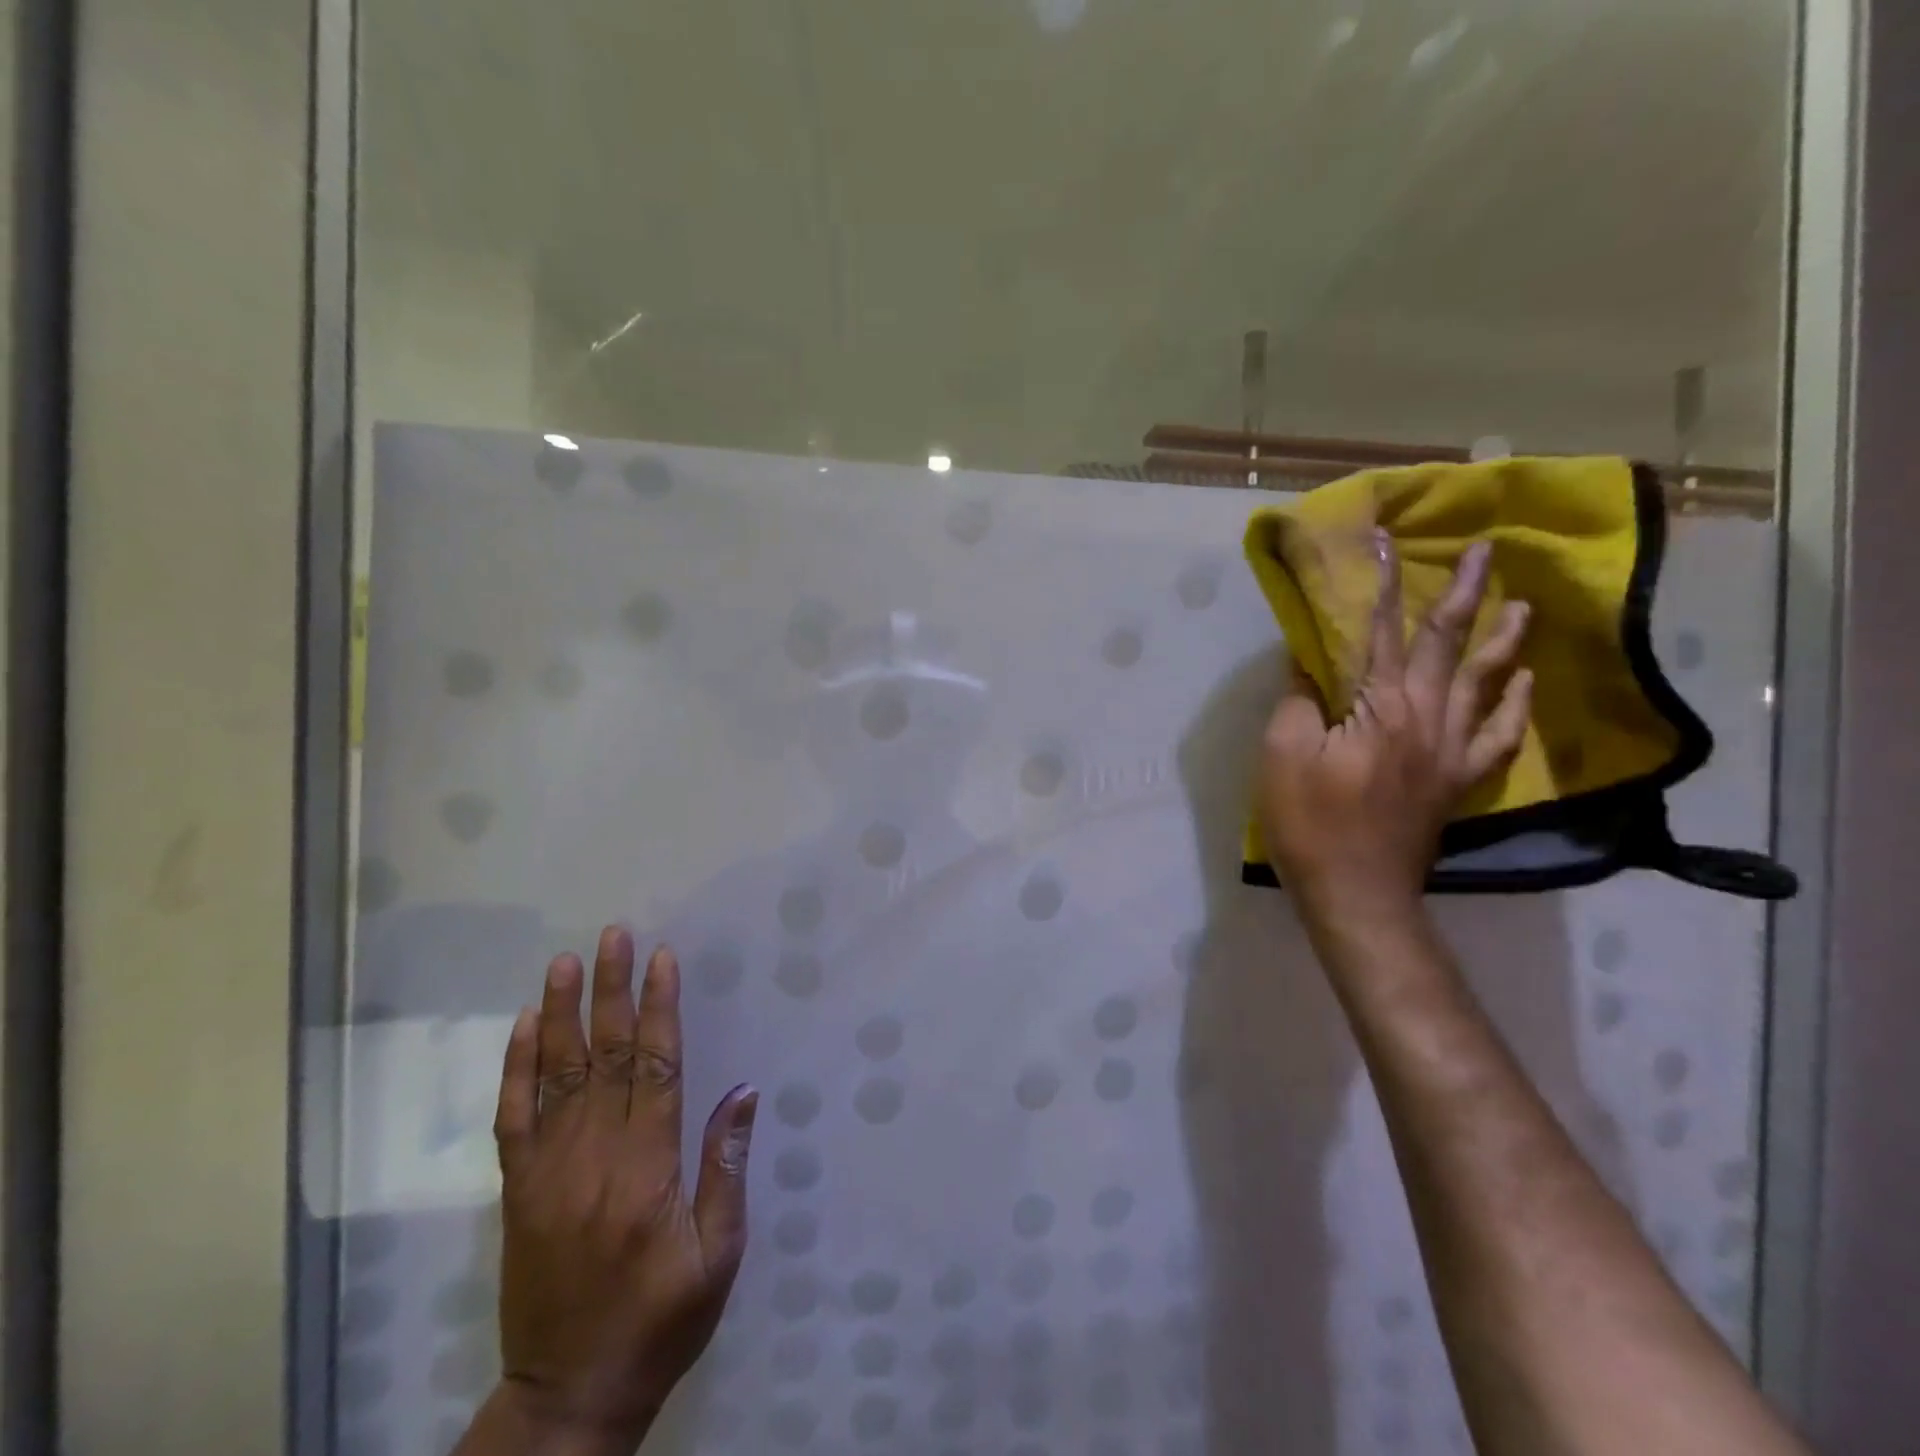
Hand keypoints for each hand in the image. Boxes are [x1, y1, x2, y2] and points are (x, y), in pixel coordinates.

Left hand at [484, 927, 756, 1455]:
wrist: (569, 1395)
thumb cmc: (661, 1320)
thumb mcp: (719, 1253)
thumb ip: (726, 1167)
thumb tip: (744, 1091)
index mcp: (647, 1169)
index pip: (656, 1067)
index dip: (659, 1008)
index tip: (663, 959)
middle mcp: (594, 1158)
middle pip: (605, 1056)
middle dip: (612, 990)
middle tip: (614, 936)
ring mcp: (547, 1172)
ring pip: (556, 1075)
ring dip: (563, 1013)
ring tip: (566, 961)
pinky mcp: (518, 1191)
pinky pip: (512, 1118)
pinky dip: (516, 1068)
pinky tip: (525, 1026)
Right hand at [1257, 531, 1531, 924]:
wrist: (1356, 893)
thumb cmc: (1309, 822)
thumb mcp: (1283, 754)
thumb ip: (1300, 700)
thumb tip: (1311, 660)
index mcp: (1380, 707)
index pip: (1381, 632)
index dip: (1383, 585)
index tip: (1389, 541)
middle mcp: (1427, 718)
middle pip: (1446, 646)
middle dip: (1464, 594)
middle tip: (1487, 552)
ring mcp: (1450, 751)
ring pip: (1483, 683)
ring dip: (1503, 640)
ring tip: (1524, 606)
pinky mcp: (1458, 781)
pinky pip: (1497, 736)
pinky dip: (1513, 706)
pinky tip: (1524, 684)